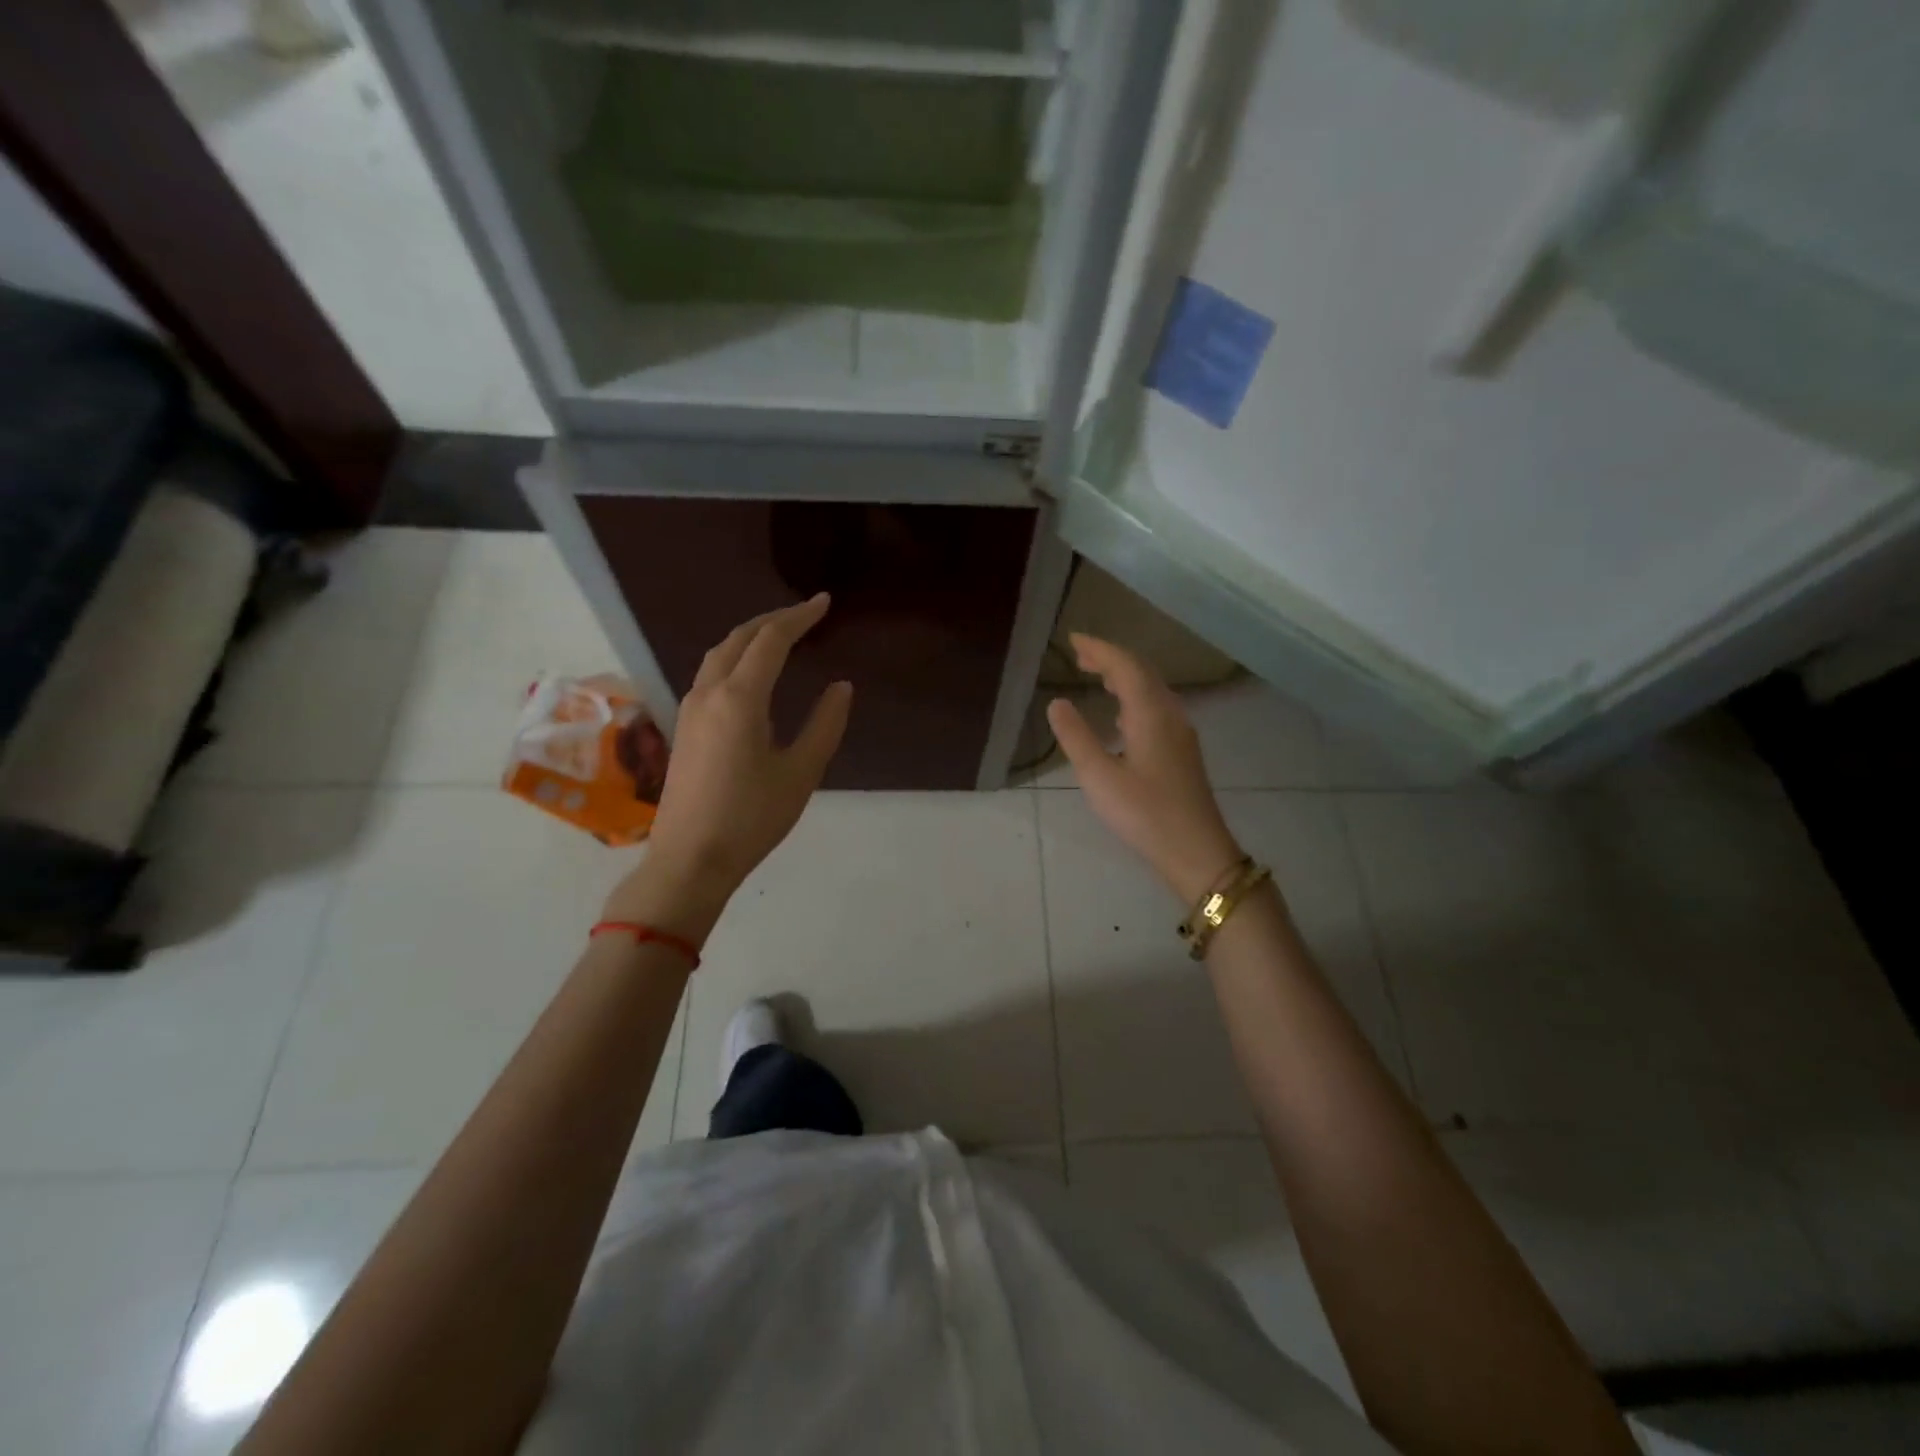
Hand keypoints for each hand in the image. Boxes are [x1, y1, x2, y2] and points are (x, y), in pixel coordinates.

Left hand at [604, 595, 851, 938]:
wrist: (690, 860)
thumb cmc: (752, 818)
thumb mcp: (801, 772)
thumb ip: (825, 724)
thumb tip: (840, 686)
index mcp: (740, 698)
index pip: (771, 640)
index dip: (799, 617)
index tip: (824, 603)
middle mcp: (709, 693)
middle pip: (738, 638)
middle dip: (773, 620)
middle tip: (805, 615)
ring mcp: (690, 709)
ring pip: (718, 654)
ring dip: (749, 637)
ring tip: (779, 636)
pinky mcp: (684, 727)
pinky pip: (710, 673)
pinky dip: (734, 657)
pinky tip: (750, 674)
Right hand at [1047, 634, 1242, 903]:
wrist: (1197, 850)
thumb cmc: (1144, 813)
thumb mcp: (1099, 777)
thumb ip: (1076, 737)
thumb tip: (1057, 702)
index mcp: (1150, 713)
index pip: (1125, 666)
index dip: (1099, 649)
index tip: (1073, 640)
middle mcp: (1170, 714)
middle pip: (1142, 672)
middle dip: (1111, 659)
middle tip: (1080, 655)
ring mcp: (1180, 733)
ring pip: (1152, 690)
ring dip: (1124, 677)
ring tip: (1096, 676)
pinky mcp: (1182, 751)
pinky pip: (1157, 708)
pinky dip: (1134, 698)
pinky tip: (1121, 716)